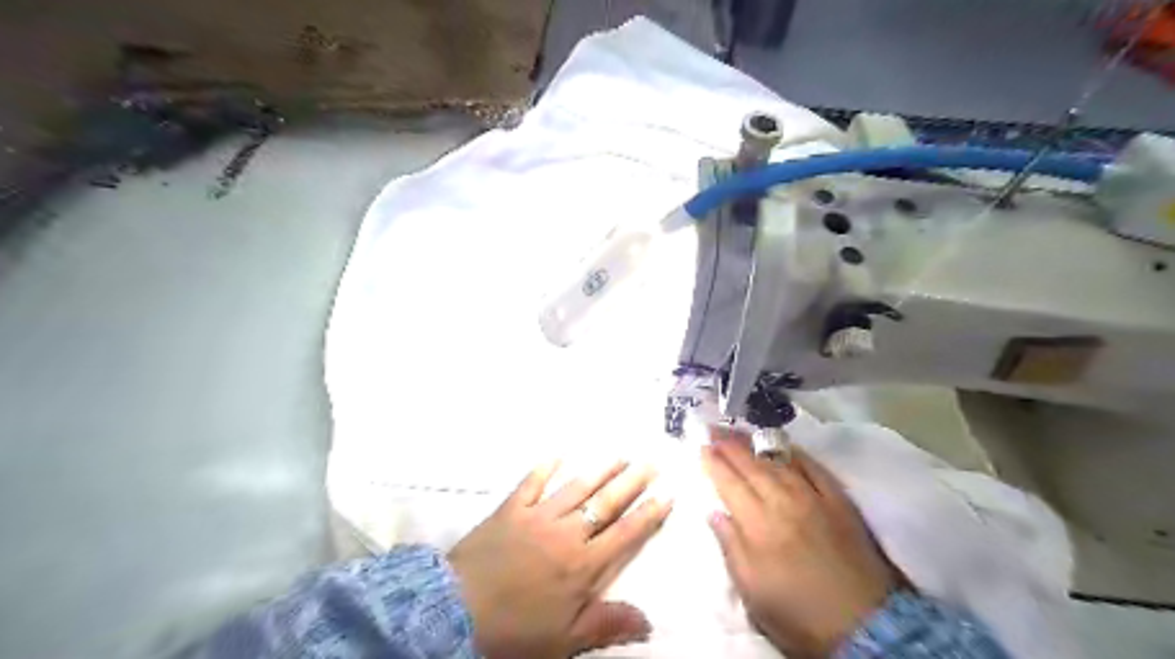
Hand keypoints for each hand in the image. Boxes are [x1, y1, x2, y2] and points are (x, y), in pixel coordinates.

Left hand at [449, 463, 668, 657]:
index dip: (648, 515)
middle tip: (651, 462)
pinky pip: (531, 483)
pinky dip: (544, 468)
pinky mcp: (511, 509)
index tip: (666, 495)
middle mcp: (567, 533)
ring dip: (600, 471)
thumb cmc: (514, 631)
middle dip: (632, 482)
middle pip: (606, 503)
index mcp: (583, 565)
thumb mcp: (564, 640)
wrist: (455, 611)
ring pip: (576, 488)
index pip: (625, 535)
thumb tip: (649, 621)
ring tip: (619, 456)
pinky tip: (557, 455)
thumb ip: (606, 624)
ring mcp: (538, 517)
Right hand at [701, 436, 896, 655]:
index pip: (729, 483)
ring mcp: (813, 498)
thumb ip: (731, 547)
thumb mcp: (753, 592)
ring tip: (740, 432)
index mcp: (758, 524)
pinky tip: (785, 447)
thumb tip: (714, 512)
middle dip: (729, 445)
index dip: (713, 463)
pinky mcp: (839, 501)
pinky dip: (796, 454)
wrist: (866, 626)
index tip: (700, 446)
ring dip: (756, 445)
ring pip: (778, 462)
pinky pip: (814, 468)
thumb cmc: (799, 615)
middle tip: (713, 428)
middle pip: (751, 465)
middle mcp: (783, 501)